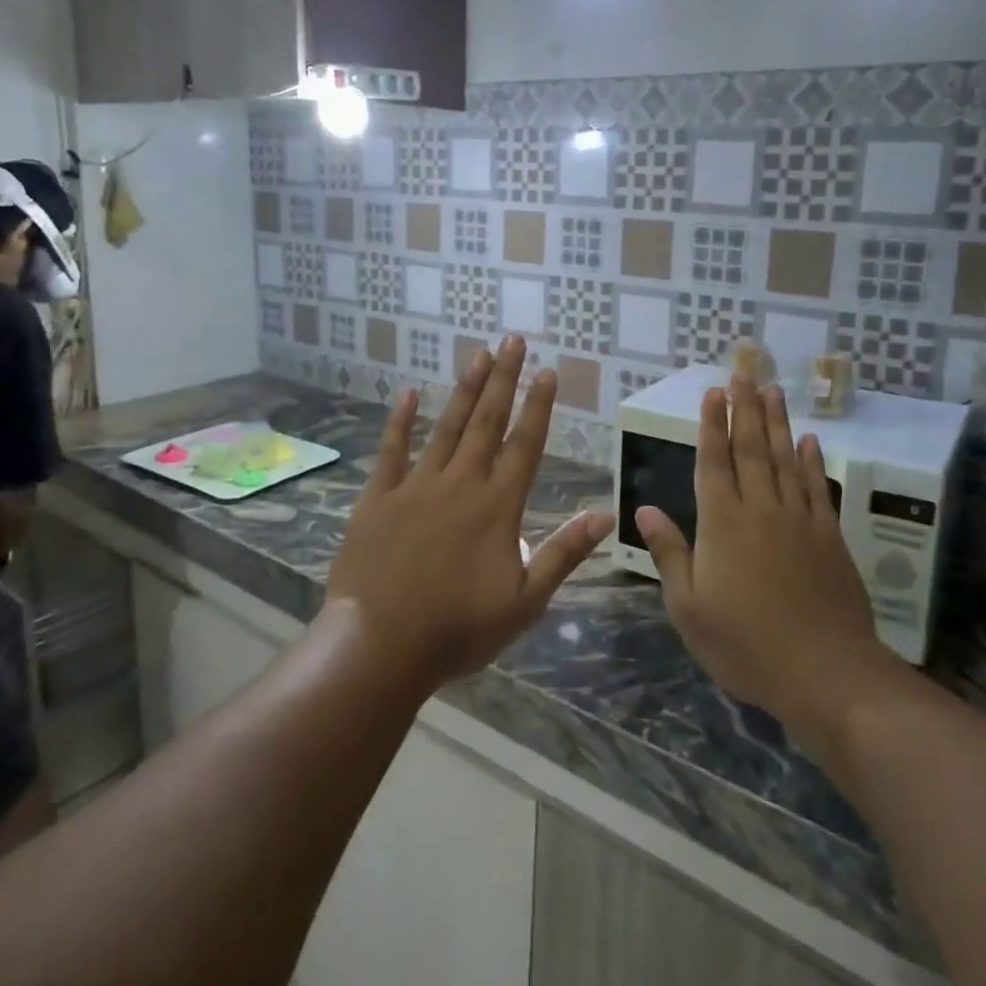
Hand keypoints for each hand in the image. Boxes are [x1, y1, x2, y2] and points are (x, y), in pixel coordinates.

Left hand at [326, 335, 613, 690]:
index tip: (548, 371)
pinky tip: (408, 393)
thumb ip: (564, 552)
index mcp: (498, 507)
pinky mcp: (378, 497)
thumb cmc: (458, 630)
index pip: (525, 444)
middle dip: (504, 379)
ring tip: (478, 354)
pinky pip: (392, 450)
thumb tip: (606, 515)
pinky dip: (400, 420)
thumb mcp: (525, 601)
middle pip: (487, 421)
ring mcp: (416, 486)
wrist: (380, 646)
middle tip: (513, 340)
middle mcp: (460, 484)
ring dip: (464, 389)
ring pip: (446, 426)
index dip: (538, 406)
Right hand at [637, 378, 903, 743]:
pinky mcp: (829, 537)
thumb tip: (643, 510)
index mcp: (722, 524)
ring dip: (778, 422)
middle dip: (744, 409)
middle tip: (743, 372)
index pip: (714, 462)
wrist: (826, 672)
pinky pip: (818, 487)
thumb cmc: (746, 644)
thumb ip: (669, 553)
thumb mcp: (689, 607)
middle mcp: (761, 510)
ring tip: (773, 390)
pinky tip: (810, 440)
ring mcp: (800, 520)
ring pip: (785, 459)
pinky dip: (813, 461)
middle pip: (751, 449)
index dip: (711, 425)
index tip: (712, 392)